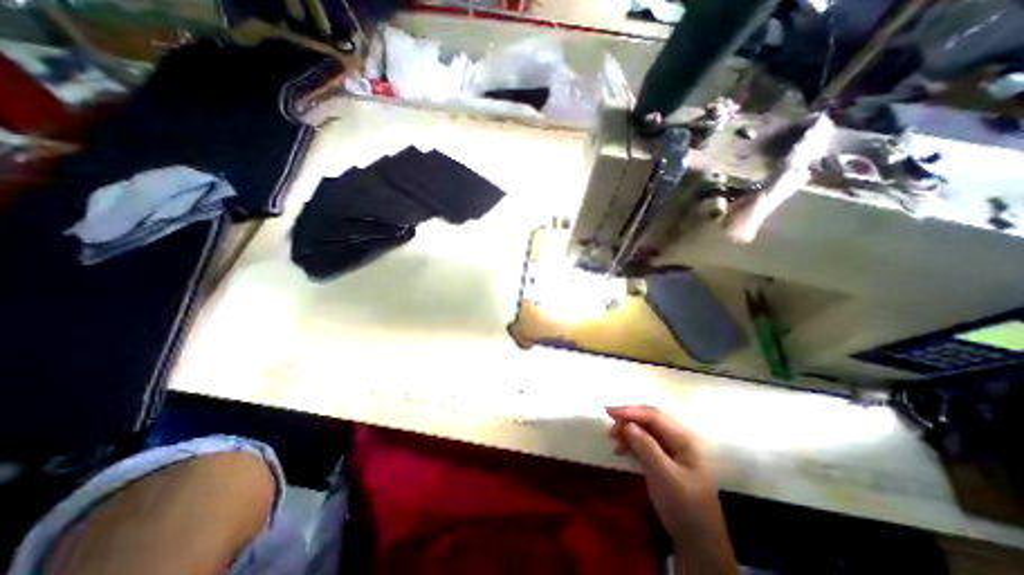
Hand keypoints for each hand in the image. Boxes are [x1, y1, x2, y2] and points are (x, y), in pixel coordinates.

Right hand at [607, 406, 735, 572]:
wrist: (697, 542)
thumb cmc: (684, 505)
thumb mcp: (664, 475)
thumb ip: (646, 447)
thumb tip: (627, 424)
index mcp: (685, 439)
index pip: (654, 417)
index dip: (631, 412)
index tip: (609, 413)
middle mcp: (679, 439)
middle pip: (649, 420)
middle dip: (628, 420)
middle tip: (610, 427)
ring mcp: (672, 449)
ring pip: (645, 431)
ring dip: (628, 432)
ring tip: (614, 440)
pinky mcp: (664, 460)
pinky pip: (644, 443)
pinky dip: (631, 443)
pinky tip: (621, 450)